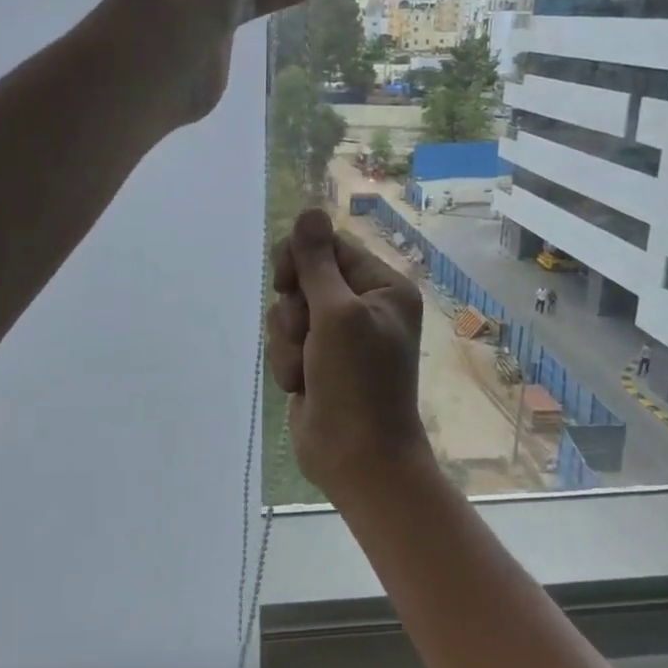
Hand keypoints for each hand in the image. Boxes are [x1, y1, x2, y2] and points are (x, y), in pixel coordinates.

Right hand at [267, 209, 428, 497]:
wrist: (357, 458)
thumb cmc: (357, 381)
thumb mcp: (337, 314)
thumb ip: (316, 262)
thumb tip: (309, 210)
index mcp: (382, 287)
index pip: (332, 248)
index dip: (302, 260)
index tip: (285, 280)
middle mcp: (363, 306)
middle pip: (305, 278)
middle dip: (295, 308)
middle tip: (305, 332)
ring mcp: (339, 337)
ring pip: (289, 313)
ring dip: (289, 341)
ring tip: (306, 368)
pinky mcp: (317, 362)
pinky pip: (287, 342)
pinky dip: (288, 362)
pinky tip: (301, 385)